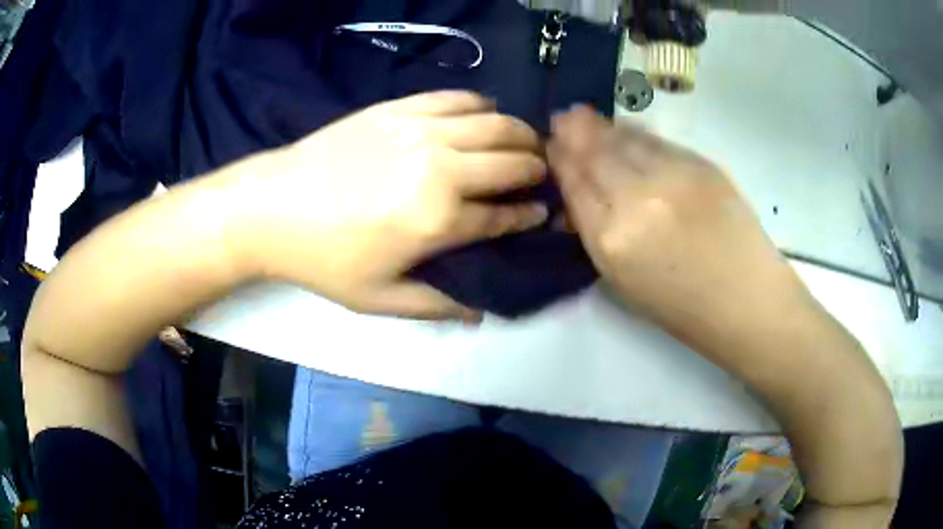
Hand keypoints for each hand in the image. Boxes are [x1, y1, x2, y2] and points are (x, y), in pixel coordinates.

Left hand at [230, 91, 547, 318]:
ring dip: (520, 134)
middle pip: (511, 161)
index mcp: (439, 220)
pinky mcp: (399, 108)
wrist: (272, 207)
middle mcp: (441, 168)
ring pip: (494, 122)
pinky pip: (455, 97)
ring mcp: (420, 130)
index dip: (529, 214)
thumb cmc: (324, 259)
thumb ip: (436, 306)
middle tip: (539, 176)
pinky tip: (485, 113)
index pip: (504, 215)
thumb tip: (479, 311)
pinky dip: (481, 104)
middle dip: (537, 169)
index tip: (541, 212)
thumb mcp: (379, 299)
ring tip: (525, 143)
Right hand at [550, 107, 903, 525]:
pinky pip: (657, 141)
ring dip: (601, 126)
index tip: (553, 146)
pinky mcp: (702, 164)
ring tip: (585, 116)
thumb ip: (598, 234)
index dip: (561, 160)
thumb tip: (579, 198)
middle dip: (574, 132)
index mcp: (611, 241)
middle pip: (595, 152)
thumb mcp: (625, 283)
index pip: (574, 184)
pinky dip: (636, 133)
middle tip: (564, 117)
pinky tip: (627, 130)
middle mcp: (636, 199)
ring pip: (625, 139)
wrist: (749, 302)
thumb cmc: (684, 309)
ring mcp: (672, 176)